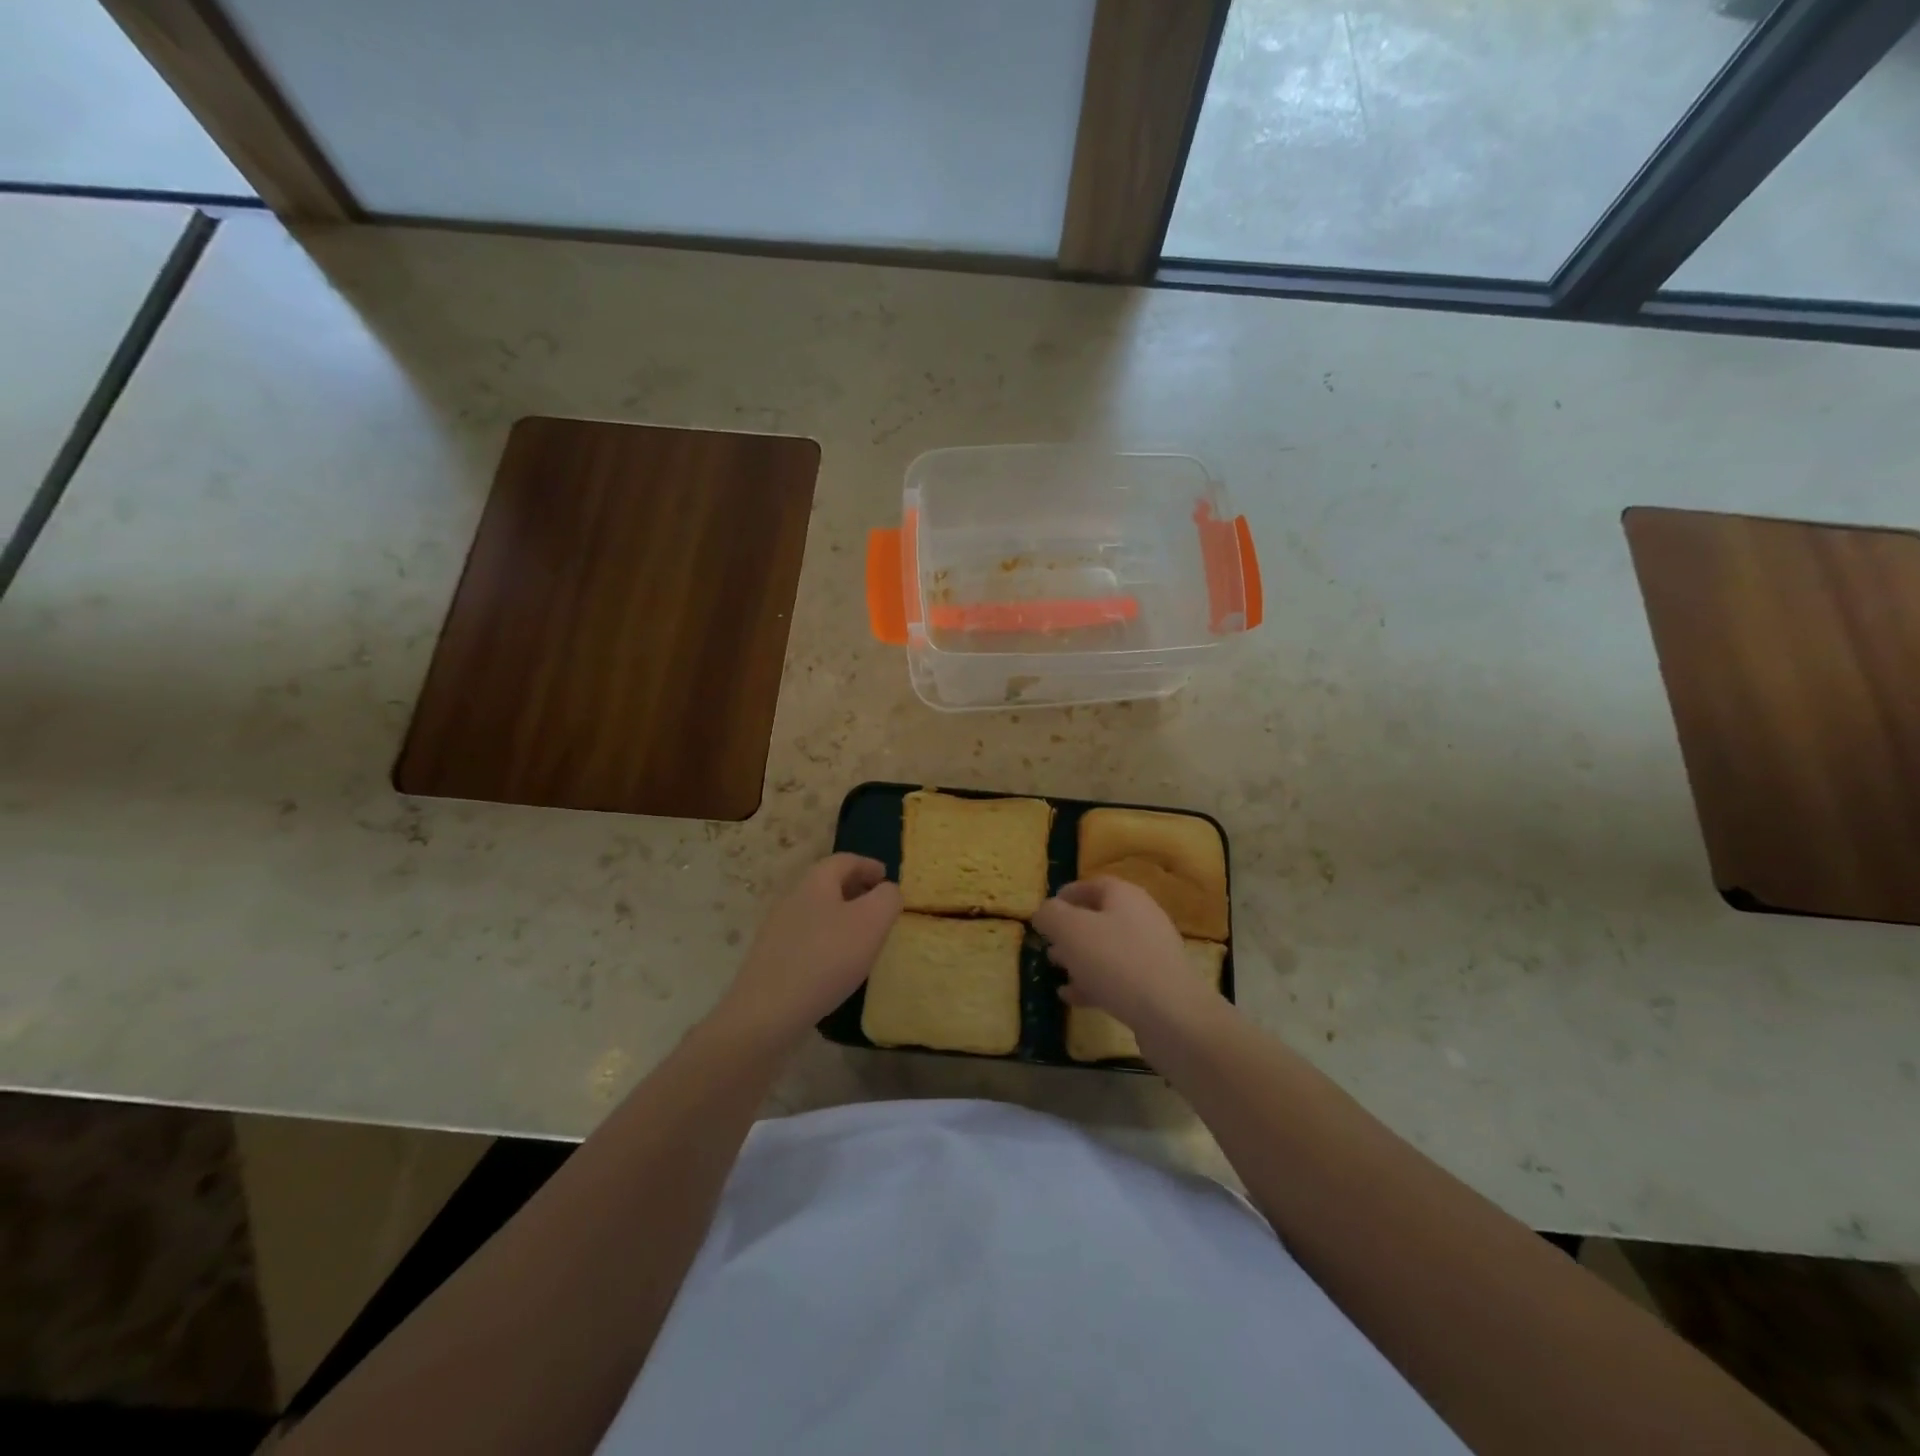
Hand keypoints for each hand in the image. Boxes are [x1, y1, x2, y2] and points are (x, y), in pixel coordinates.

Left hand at [715, 854, 901, 1043]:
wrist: (767, 1011)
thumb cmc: (826, 958)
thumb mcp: (871, 922)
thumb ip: (887, 899)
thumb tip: (887, 891)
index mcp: (816, 881)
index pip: (845, 860)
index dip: (868, 865)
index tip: (887, 877)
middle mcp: (793, 896)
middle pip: (828, 883)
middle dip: (855, 888)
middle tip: (878, 905)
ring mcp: (777, 927)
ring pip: (817, 910)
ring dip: (841, 915)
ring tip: (862, 936)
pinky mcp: (771, 956)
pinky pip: (806, 936)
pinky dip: (826, 938)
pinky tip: (836, 963)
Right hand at [1033, 877, 1221, 1040]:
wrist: (1171, 1014)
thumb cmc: (1115, 961)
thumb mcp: (1070, 930)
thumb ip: (1051, 915)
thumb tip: (1044, 912)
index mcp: (1125, 896)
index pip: (1093, 885)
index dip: (1067, 894)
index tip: (1046, 910)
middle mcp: (1142, 918)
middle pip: (1101, 918)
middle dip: (1071, 930)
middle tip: (1049, 944)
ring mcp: (1152, 953)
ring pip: (1108, 949)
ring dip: (1081, 958)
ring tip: (1056, 969)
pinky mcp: (1156, 985)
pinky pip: (1119, 977)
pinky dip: (1094, 982)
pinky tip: (1073, 997)